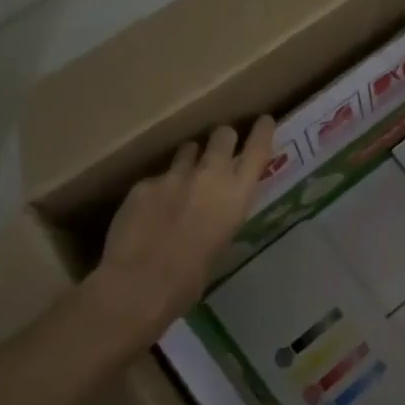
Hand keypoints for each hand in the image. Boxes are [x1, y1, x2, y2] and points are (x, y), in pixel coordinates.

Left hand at [88, 118, 274, 340]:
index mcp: (237, 194)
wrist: (141, 283)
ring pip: (187, 150)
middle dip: (223, 139)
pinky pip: (156, 179)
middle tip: (219, 150)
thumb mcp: (221, 242)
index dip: (262, 131)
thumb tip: (214, 210)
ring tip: (182, 179)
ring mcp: (174, 176)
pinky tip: (149, 213)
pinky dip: (157, 190)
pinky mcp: (144, 183)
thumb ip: (221, 215)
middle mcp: (210, 175)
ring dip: (189, 159)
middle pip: (222, 135)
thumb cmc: (192, 278)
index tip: (263, 121)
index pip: (258, 149)